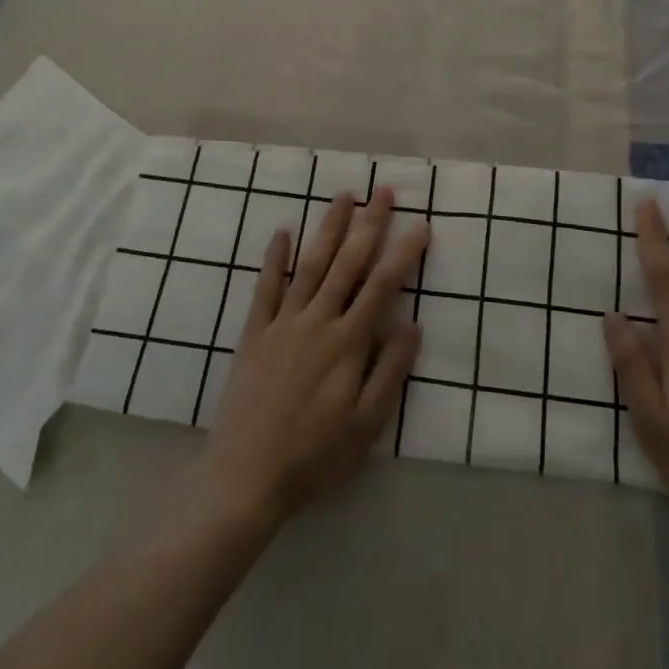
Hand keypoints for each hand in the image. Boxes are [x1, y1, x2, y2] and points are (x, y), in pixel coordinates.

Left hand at [195, 187, 425, 529]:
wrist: (246, 476)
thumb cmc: (315, 455)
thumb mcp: (367, 425)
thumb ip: (390, 371)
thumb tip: (412, 324)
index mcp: (348, 343)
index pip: (382, 286)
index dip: (403, 254)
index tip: (421, 225)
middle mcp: (318, 321)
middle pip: (348, 263)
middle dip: (369, 225)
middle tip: (383, 192)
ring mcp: (283, 323)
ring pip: (311, 264)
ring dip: (328, 228)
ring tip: (343, 196)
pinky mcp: (255, 332)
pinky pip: (266, 287)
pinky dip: (275, 257)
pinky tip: (282, 231)